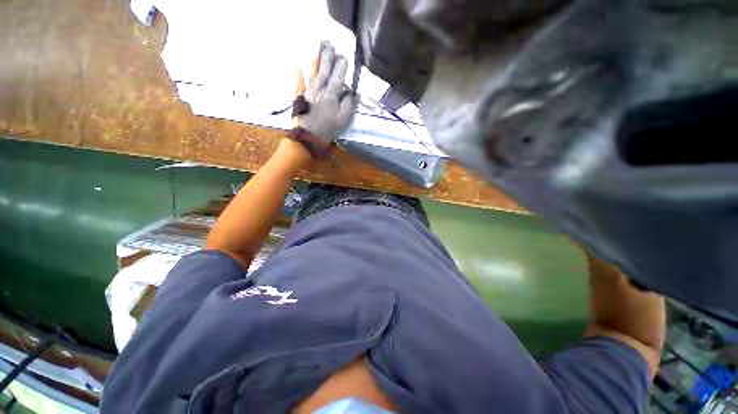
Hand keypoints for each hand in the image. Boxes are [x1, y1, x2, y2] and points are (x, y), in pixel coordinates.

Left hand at [294, 41, 357, 152]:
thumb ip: (349, 105)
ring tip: (316, 49)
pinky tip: (296, 68)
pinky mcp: (299, 99)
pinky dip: (297, 76)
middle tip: (329, 44)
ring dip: (314, 61)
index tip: (344, 57)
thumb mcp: (343, 121)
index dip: (342, 66)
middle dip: (328, 57)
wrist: (307, 139)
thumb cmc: (327, 131)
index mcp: (332, 95)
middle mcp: (319, 89)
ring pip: (312, 73)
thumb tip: (353, 93)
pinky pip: (298, 84)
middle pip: (325, 70)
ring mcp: (308, 92)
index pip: (338, 76)